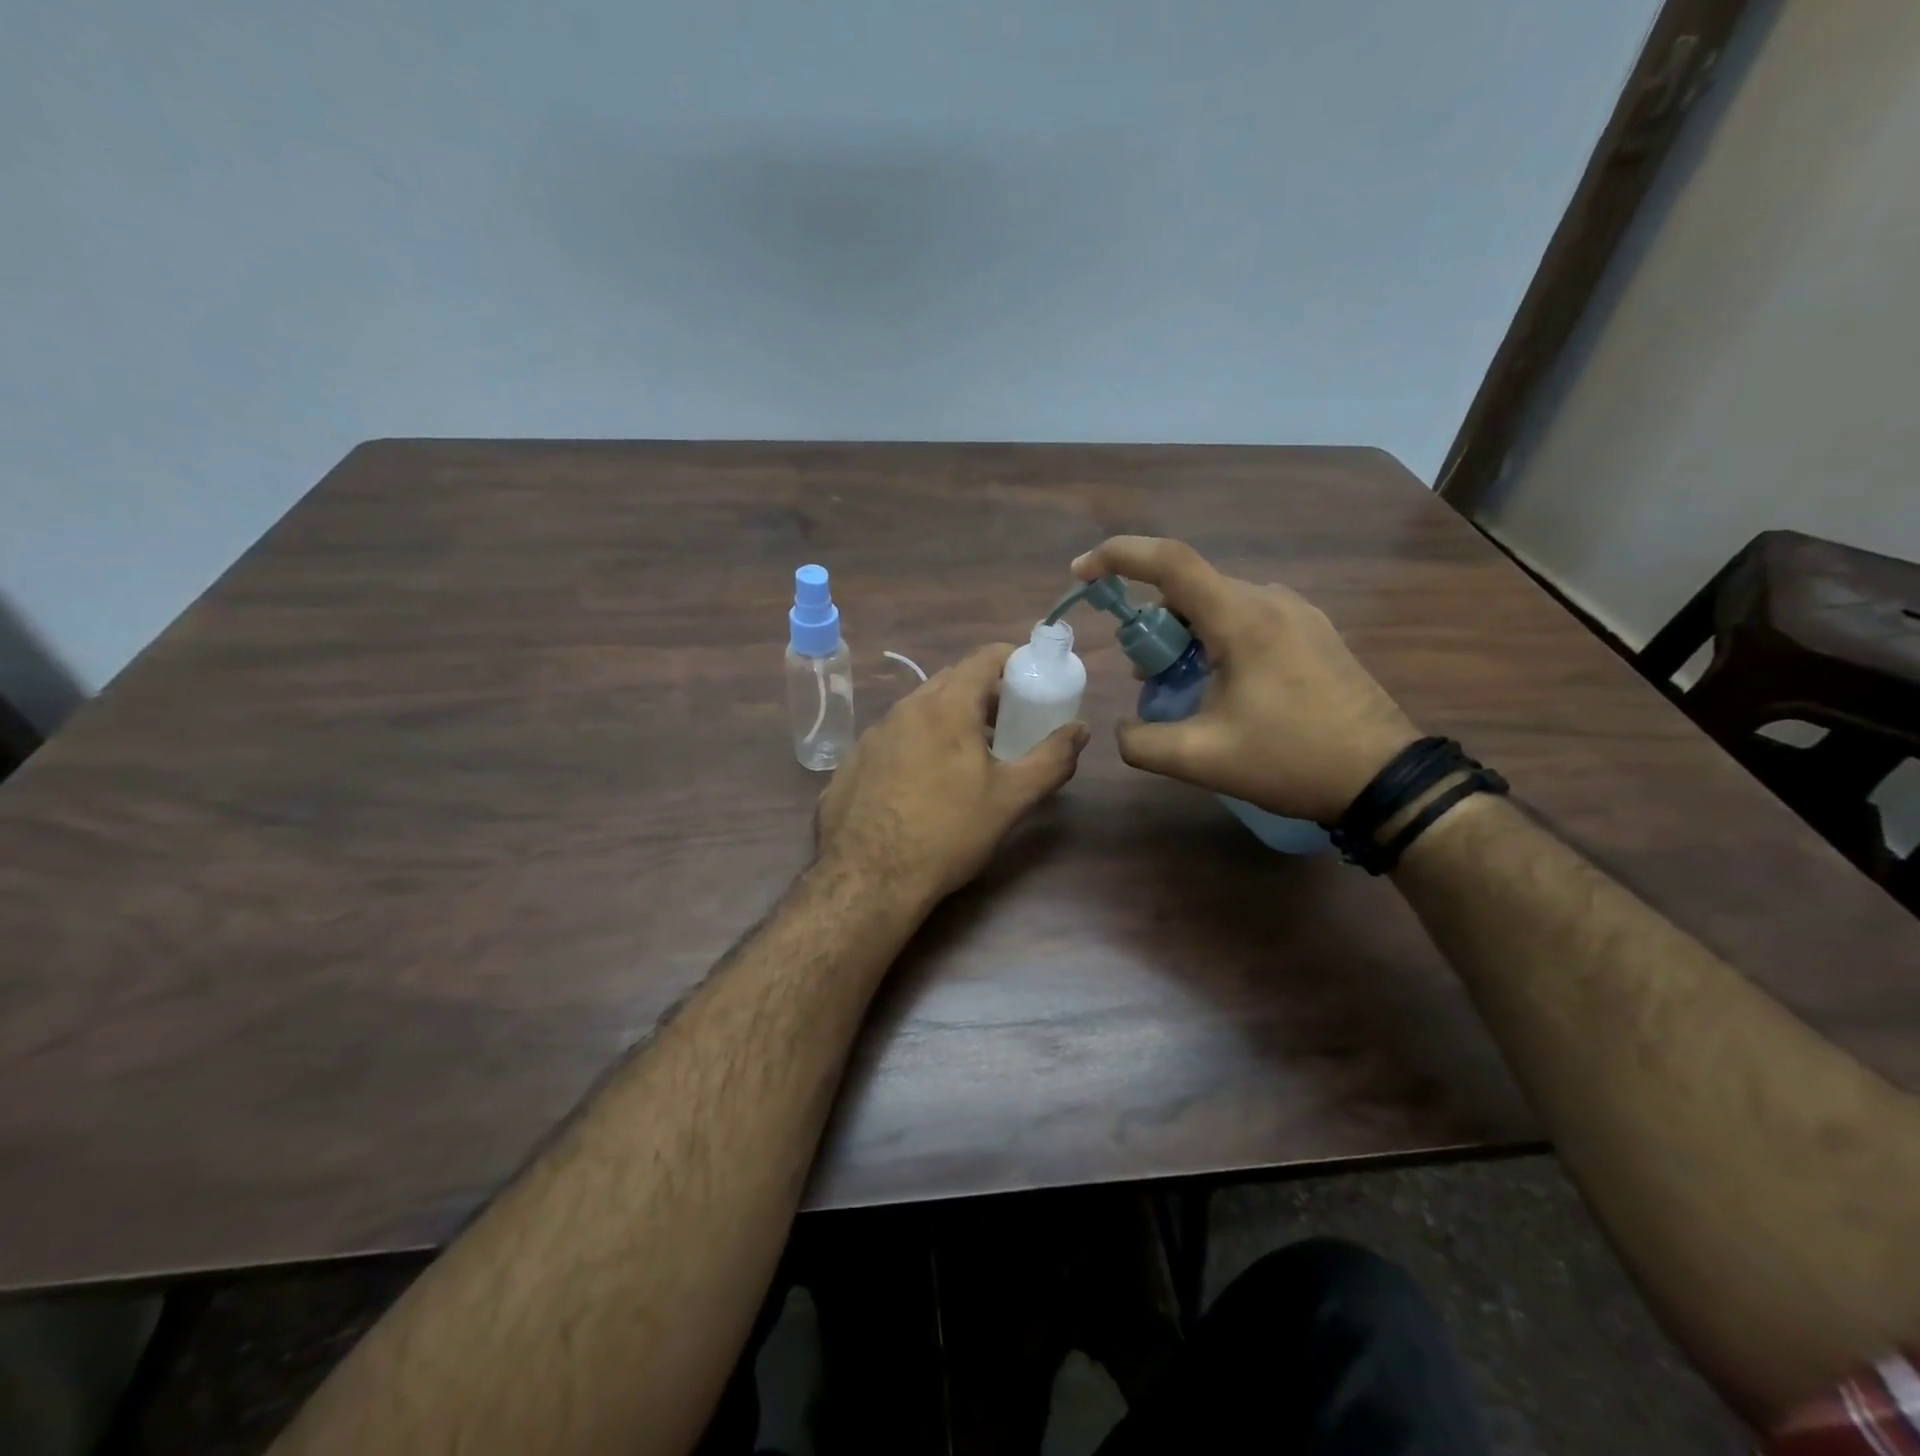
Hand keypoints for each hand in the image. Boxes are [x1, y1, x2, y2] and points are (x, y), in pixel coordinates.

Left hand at [815, 644, 1088, 902]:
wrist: (868, 879)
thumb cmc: (948, 833)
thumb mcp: (1010, 799)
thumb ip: (1051, 759)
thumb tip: (1081, 730)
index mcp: (946, 707)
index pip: (983, 658)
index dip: (1011, 660)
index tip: (1030, 678)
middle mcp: (905, 708)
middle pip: (951, 680)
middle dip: (983, 691)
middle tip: (1008, 720)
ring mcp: (872, 734)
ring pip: (919, 708)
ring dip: (948, 717)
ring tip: (968, 753)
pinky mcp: (853, 761)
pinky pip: (893, 736)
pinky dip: (917, 742)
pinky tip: (923, 781)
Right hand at [1072, 536, 1419, 823]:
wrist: (1383, 777)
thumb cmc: (1290, 760)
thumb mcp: (1201, 759)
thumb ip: (1142, 742)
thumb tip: (1122, 729)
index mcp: (1242, 619)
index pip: (1170, 561)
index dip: (1118, 557)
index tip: (1081, 573)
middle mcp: (1269, 600)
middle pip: (1190, 590)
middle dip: (1152, 625)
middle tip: (1143, 675)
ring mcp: (1297, 613)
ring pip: (1218, 605)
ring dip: (1184, 637)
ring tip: (1180, 688)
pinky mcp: (1313, 631)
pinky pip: (1246, 619)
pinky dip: (1216, 641)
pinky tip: (1221, 687)